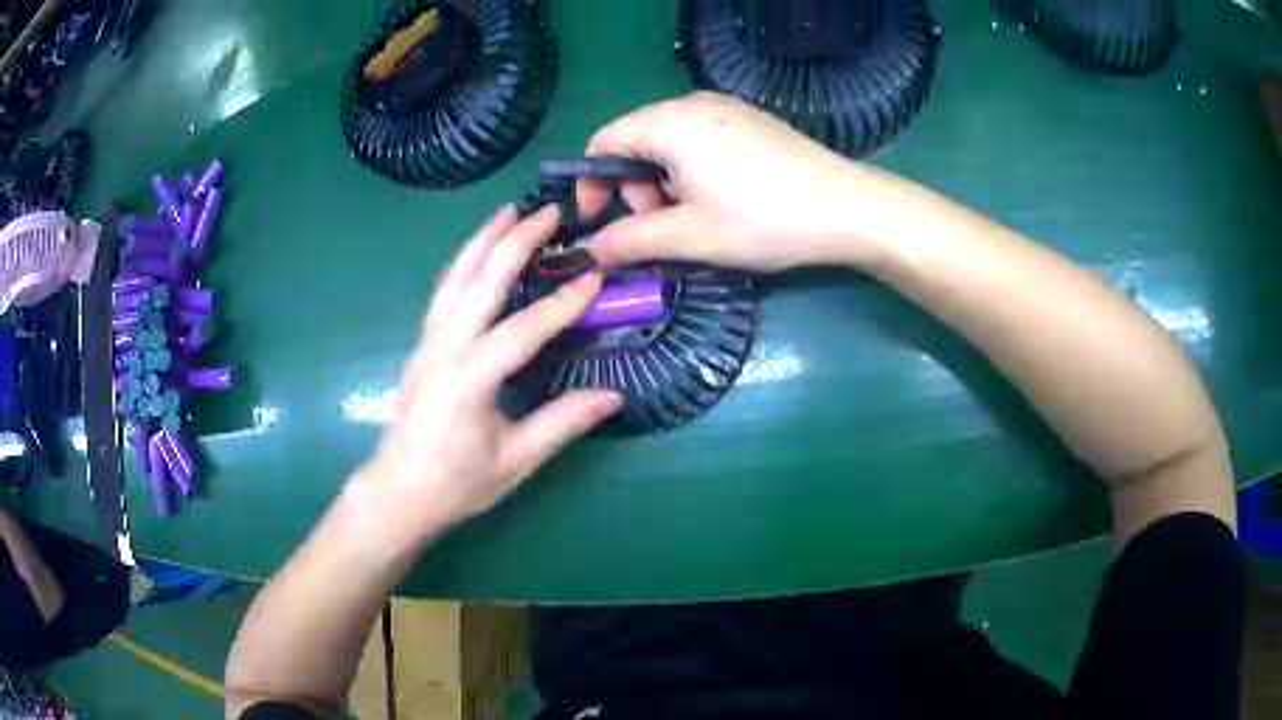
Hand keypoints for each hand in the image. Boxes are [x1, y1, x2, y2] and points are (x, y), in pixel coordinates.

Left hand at [352, 206, 622, 532]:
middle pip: (482, 281)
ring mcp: (427, 342)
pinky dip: (463, 263)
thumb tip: (614, 396)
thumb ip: (563, 422)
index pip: (524, 328)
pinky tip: (477, 252)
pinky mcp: (421, 346)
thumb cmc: (455, 484)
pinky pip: (444, 292)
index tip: (595, 276)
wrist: (397, 493)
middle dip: (517, 241)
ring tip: (508, 211)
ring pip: (455, 277)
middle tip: (549, 212)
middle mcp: (445, 348)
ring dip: (482, 240)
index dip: (563, 302)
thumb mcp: (515, 459)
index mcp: (470, 378)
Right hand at [580, 91, 899, 270]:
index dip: (591, 183)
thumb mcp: (688, 235)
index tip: (599, 221)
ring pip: (669, 141)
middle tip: (657, 225)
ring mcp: (727, 108)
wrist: (847, 208)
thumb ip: (630, 240)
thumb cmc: (762, 220)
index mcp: (668, 122)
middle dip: (632, 186)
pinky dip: (691, 169)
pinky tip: (721, 198)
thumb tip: (590, 249)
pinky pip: (701, 139)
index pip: (603, 142)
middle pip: (635, 140)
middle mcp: (692, 103)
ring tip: (692, 216)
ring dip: (663, 181)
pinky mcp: (751, 121)